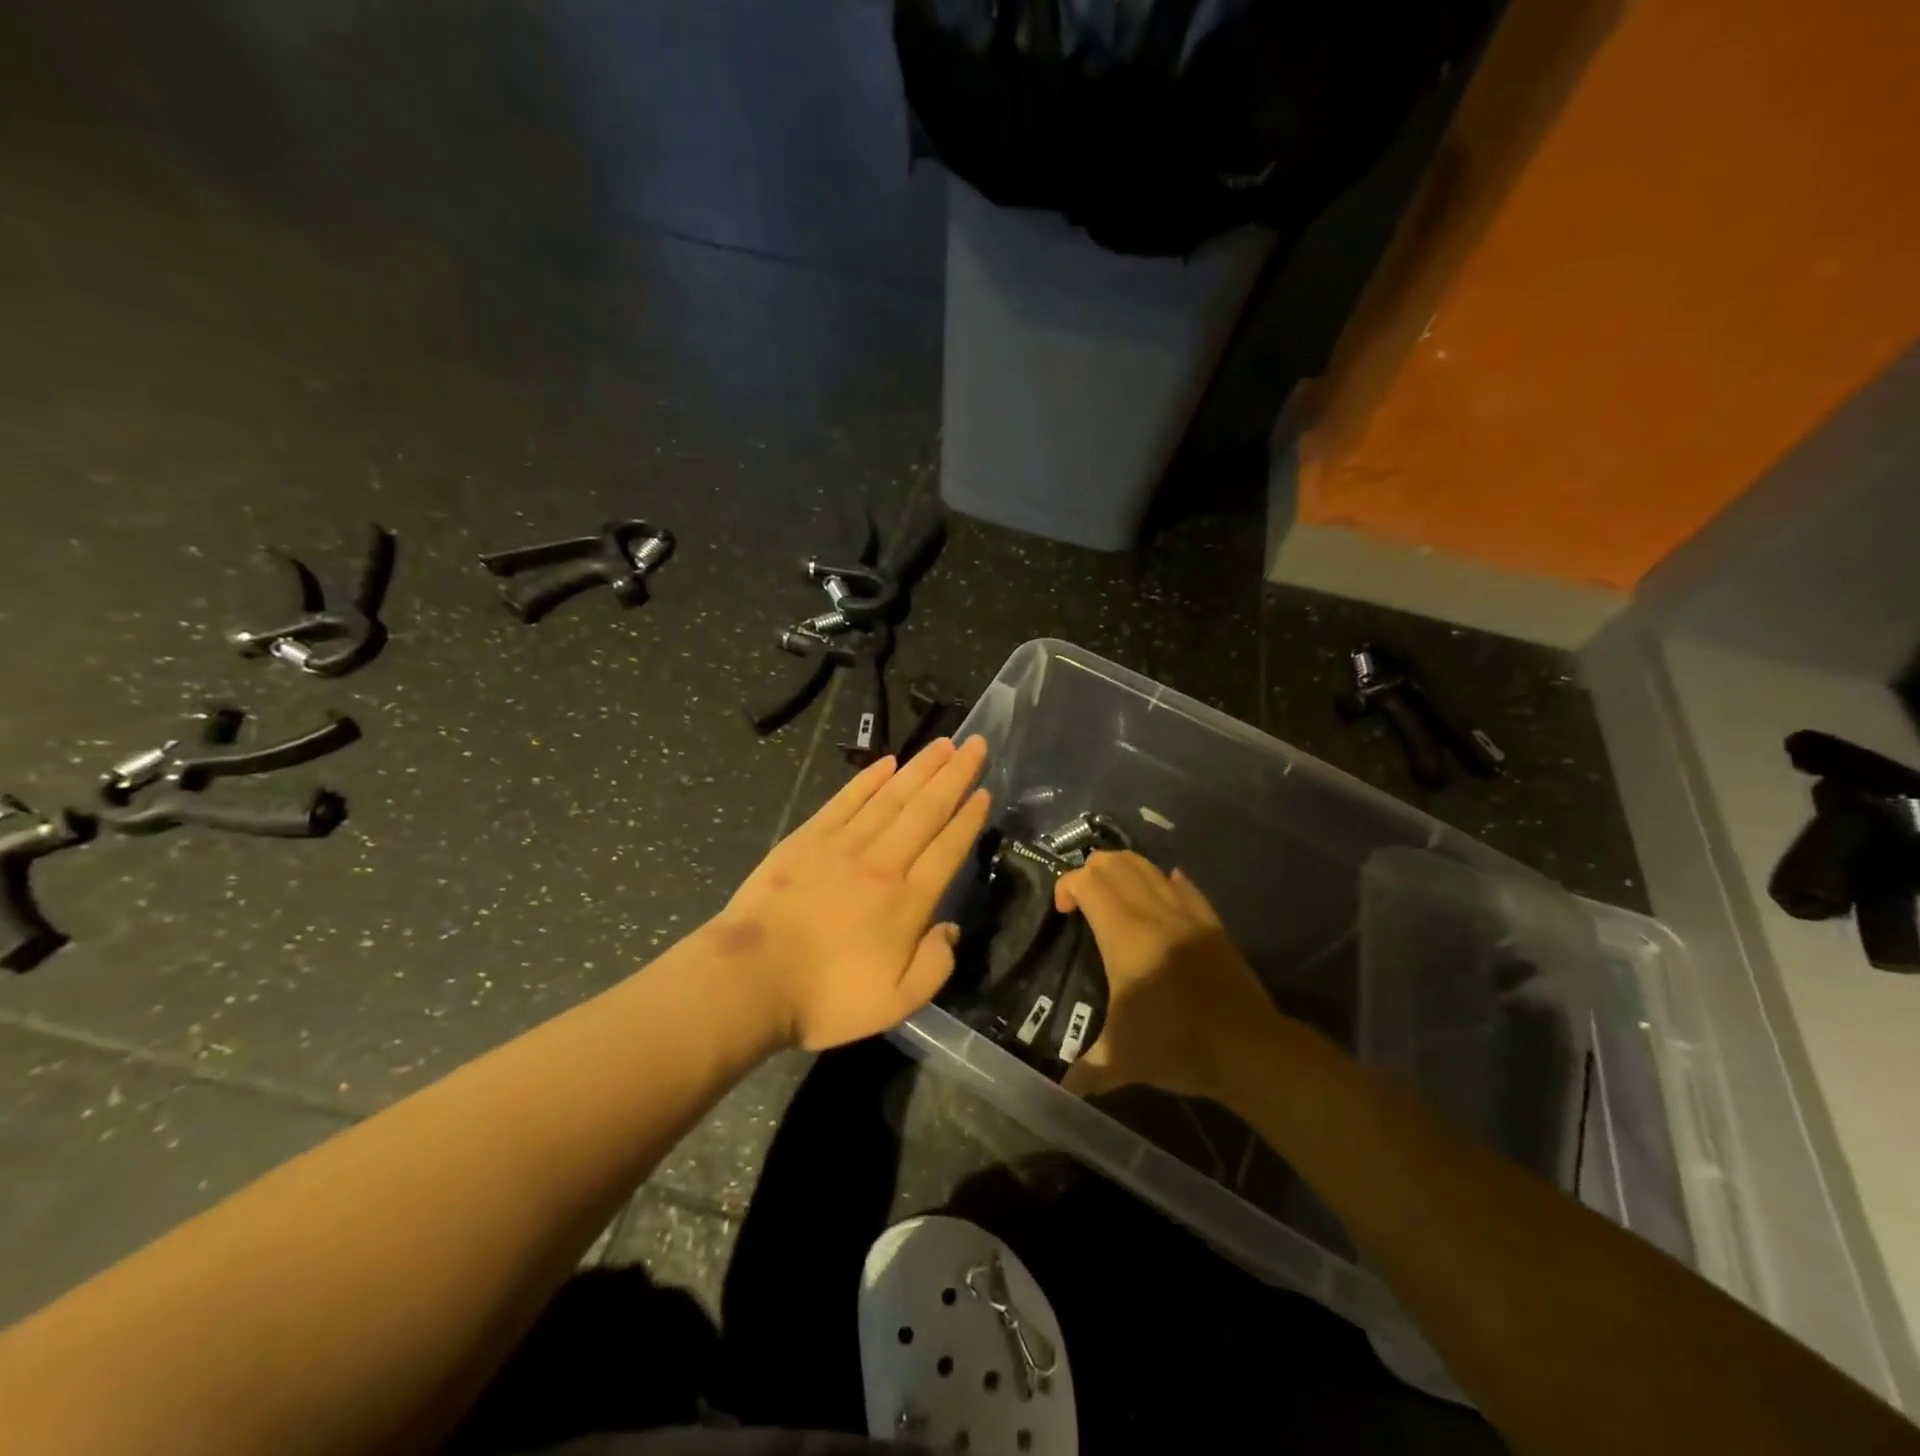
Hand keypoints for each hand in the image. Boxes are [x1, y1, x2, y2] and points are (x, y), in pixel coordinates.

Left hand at [708, 737, 990, 1050]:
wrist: (750, 980)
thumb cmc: (825, 997)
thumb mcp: (897, 1002)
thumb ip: (935, 965)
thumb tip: (950, 928)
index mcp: (907, 901)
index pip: (948, 848)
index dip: (969, 818)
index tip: (985, 791)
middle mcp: (883, 862)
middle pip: (926, 810)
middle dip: (955, 775)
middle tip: (976, 744)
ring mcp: (843, 845)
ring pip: (892, 796)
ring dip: (921, 768)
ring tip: (944, 743)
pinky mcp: (808, 838)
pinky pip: (847, 799)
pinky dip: (869, 779)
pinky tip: (888, 762)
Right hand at [1054, 851, 1289, 1101]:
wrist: (1248, 1049)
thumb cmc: (1176, 1045)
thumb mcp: (1121, 1061)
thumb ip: (1086, 1070)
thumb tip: (1061, 1091)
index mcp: (1123, 934)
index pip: (1086, 881)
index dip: (1066, 885)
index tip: (1063, 911)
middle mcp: (1152, 912)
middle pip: (1115, 863)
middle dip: (1091, 871)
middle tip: (1083, 900)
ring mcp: (1186, 913)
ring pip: (1148, 867)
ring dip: (1124, 869)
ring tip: (1115, 896)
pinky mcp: (1212, 922)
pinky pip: (1184, 886)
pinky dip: (1164, 881)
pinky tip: (1162, 891)